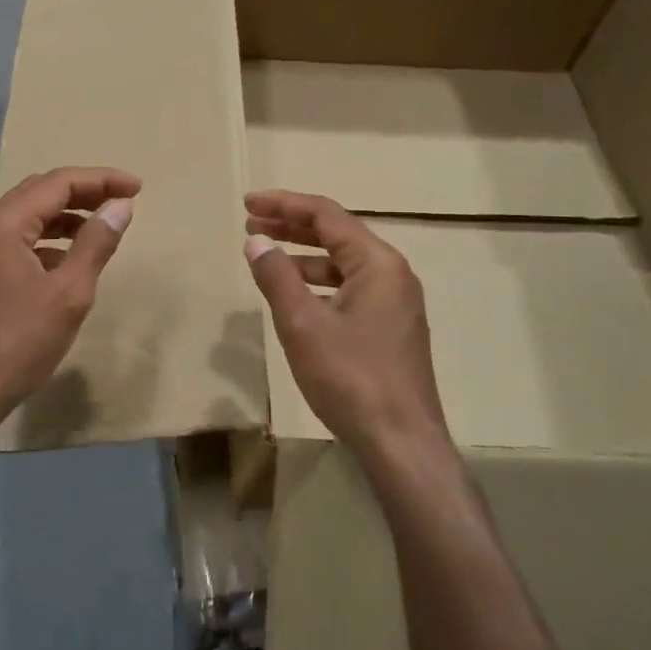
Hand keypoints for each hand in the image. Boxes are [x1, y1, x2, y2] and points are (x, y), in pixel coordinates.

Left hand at [0, 167, 139, 440]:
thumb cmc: (17, 343)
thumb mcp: (68, 293)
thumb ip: (95, 244)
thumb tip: (119, 205)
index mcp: (2, 224)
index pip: (57, 183)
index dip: (100, 180)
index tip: (136, 188)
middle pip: (38, 194)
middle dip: (82, 193)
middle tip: (121, 201)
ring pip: (25, 220)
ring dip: (63, 219)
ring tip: (99, 231)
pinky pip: (13, 244)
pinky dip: (44, 243)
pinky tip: (65, 265)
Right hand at [243, 190, 448, 465]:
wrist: (402, 445)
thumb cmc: (351, 378)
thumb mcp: (303, 324)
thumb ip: (276, 277)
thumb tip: (256, 241)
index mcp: (378, 263)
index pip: (326, 215)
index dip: (284, 204)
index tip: (248, 204)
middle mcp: (393, 275)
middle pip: (337, 235)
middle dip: (292, 227)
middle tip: (251, 224)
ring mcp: (396, 304)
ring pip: (343, 265)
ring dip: (303, 257)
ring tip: (265, 259)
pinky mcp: (391, 330)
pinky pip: (350, 291)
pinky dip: (318, 285)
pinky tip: (295, 299)